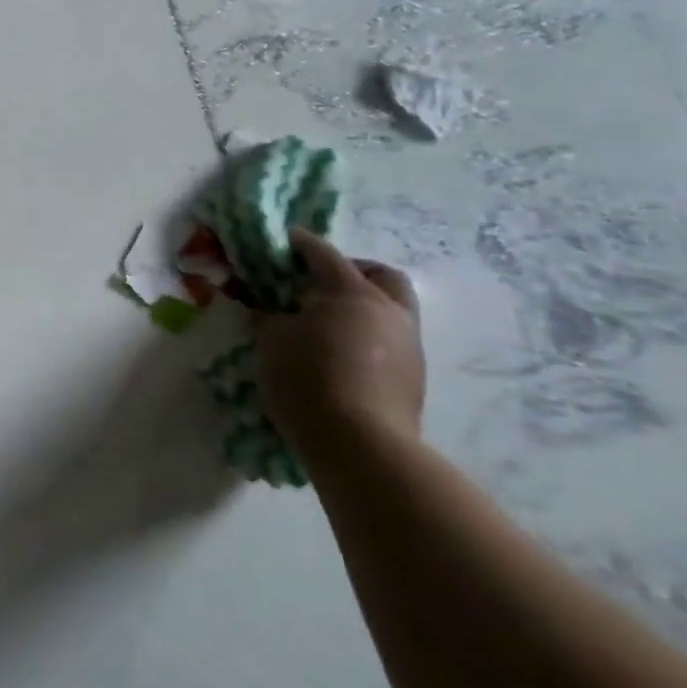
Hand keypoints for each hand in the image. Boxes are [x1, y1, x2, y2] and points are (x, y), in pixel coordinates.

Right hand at [253, 230, 423, 463]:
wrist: (362, 448)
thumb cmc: (308, 380)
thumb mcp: (271, 339)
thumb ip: (274, 315)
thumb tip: (277, 310)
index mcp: (352, 292)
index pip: (323, 254)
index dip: (302, 243)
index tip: (286, 239)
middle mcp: (389, 311)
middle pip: (381, 275)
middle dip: (354, 270)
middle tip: (322, 281)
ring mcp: (409, 347)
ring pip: (392, 310)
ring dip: (364, 307)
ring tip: (329, 322)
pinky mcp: (415, 380)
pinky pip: (391, 342)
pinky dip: (368, 336)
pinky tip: (342, 353)